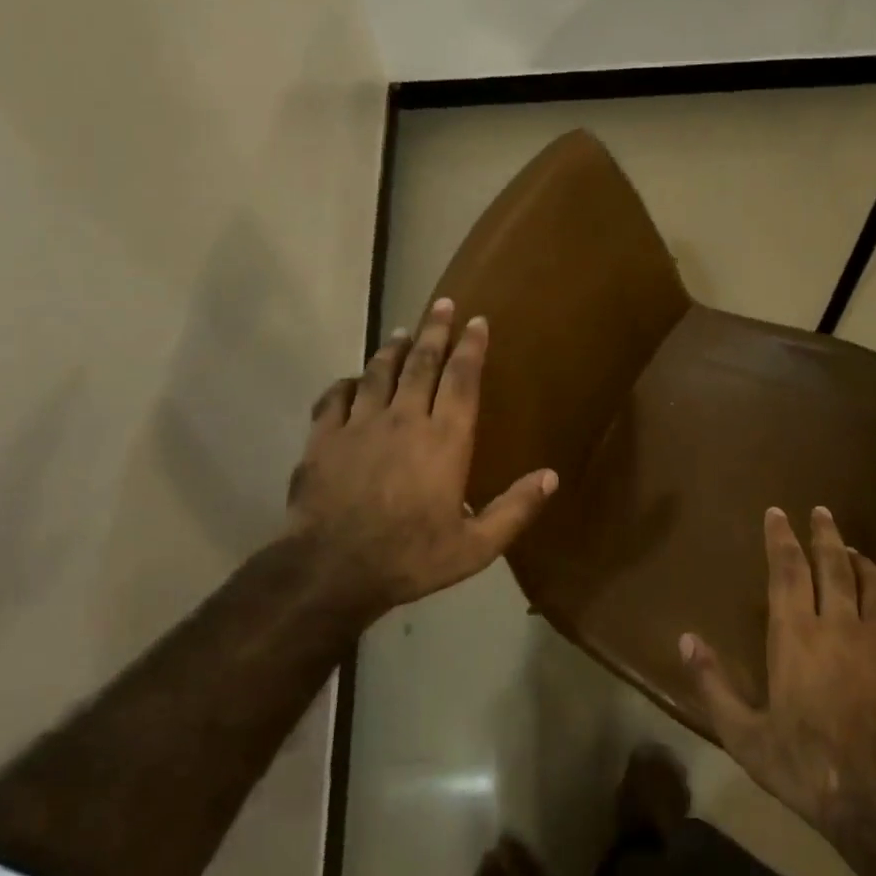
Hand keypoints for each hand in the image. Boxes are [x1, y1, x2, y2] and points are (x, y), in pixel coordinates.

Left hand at [284, 298, 557, 623]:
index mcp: (444, 440)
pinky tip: (352, 380)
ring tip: (404, 331)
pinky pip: (336, 396)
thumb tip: (551, 477)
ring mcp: (360, 424)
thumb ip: (515, 509)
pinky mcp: (324, 437)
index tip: (477, 321)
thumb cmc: (410, 558)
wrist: (331, 571)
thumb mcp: (475, 547)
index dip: (471, 347)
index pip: (461, 379)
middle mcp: (404, 419)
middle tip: (442, 304)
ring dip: (394, 349)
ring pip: (379, 372)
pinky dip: (347, 383)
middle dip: (434, 330)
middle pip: (421, 363)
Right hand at [681, 506, 875, 841]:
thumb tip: (685, 639)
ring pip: (874, 583)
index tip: (777, 512)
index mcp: (796, 636)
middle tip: (821, 511)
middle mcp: (838, 625)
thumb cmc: (806, 766)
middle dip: (825, 534)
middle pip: (834, 564)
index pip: (787, 570)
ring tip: (853, 549)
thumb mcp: (744, 735)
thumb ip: (713, 684)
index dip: (780, 538)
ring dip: (861, 560)